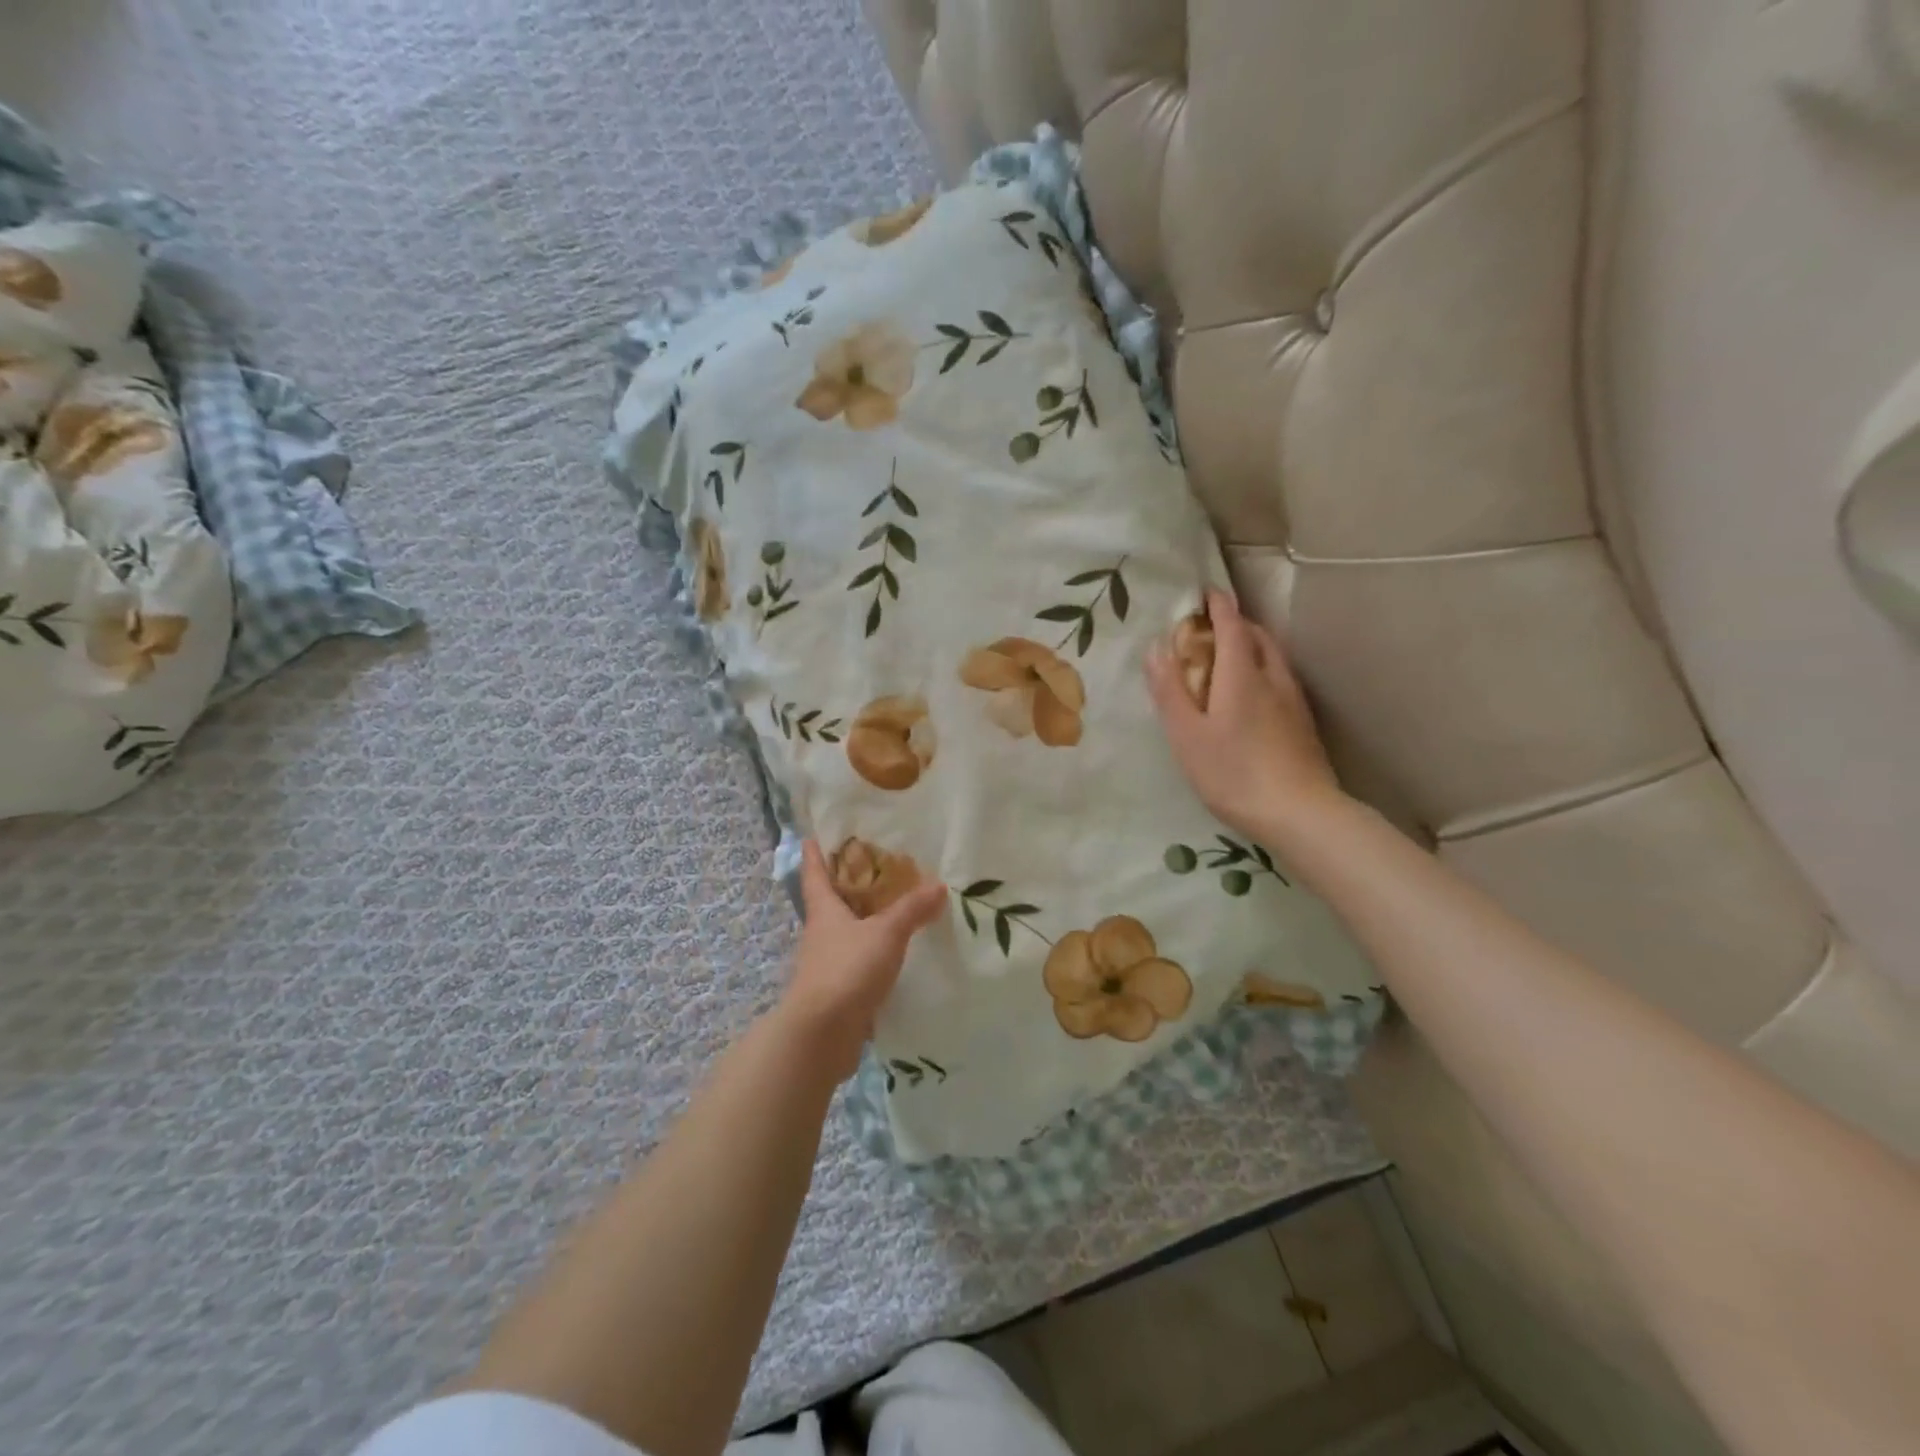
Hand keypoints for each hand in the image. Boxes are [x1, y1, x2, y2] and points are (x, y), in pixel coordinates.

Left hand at [780, 839, 947, 1079]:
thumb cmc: (847, 970)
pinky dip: (872, 953)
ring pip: (845, 933)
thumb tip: (938, 884)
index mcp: (824, 911)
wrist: (822, 1035)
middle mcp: (821, 934)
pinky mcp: (838, 991)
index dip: (814, 855)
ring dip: (862, 921)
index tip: (812, 836)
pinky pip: (857, 962)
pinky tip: (894, 954)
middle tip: (872, 867)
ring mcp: (827, 964)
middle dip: (846, 885)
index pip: (814, 874)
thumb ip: (912, 909)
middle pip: (830, 902)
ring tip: (892, 909)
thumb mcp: (885, 934)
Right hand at [1146, 589, 1345, 845]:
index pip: (1231, 625)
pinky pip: (1281, 678)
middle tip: (1210, 627)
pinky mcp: (1303, 723)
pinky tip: (1253, 694)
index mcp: (1242, 674)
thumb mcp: (1187, 735)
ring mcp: (1294, 701)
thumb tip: (1156, 647)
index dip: (1218, 605)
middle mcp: (1273, 678)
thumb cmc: (1233, 773)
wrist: (1300, 814)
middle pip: (1258, 636)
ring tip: (1230, 657)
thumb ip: (1170, 690)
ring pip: (1273, 657)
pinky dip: (1263, 669)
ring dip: (1252, 645)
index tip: (1204, 593)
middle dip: (1235, 623)